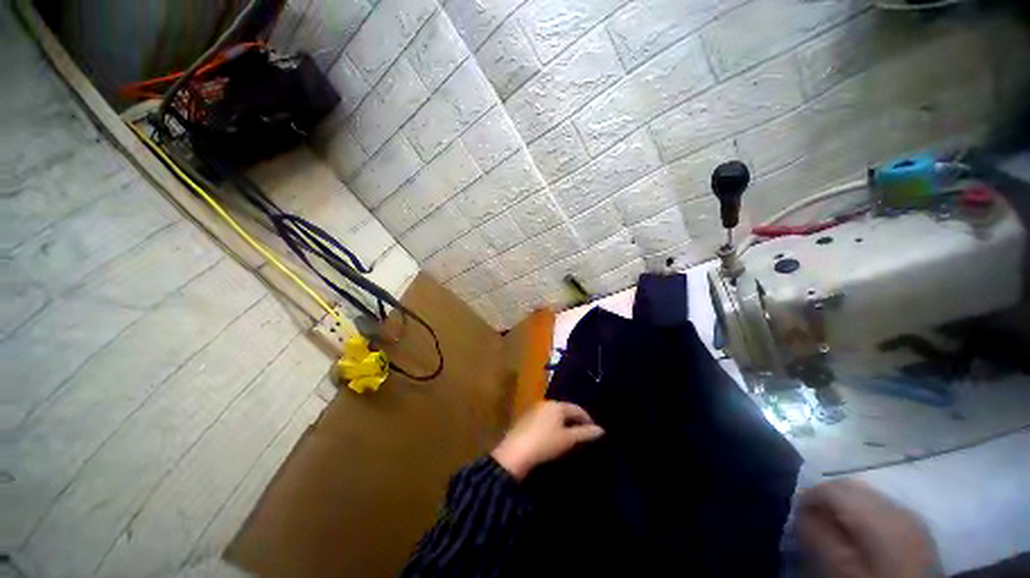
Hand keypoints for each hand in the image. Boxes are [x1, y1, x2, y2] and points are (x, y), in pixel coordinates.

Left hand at [491, 401, 603, 480]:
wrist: (515, 453)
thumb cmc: (545, 444)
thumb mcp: (568, 440)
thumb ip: (585, 433)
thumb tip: (601, 430)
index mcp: (557, 405)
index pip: (577, 409)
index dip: (588, 419)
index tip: (595, 431)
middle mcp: (545, 403)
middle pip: (565, 410)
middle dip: (575, 420)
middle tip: (584, 434)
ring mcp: (534, 410)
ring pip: (554, 414)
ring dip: (564, 423)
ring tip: (570, 437)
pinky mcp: (526, 418)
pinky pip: (545, 419)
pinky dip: (553, 426)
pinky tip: (553, 437)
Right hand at [797, 479, 939, 577]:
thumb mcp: (839, 567)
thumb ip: (818, 535)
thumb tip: (801, 510)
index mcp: (878, 514)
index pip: (833, 487)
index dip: (809, 496)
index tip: (796, 512)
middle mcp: (898, 506)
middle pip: (854, 487)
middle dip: (828, 497)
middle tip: (812, 517)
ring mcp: (913, 517)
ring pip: (870, 496)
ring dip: (847, 505)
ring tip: (834, 526)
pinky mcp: (919, 530)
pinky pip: (885, 510)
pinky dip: (866, 515)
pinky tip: (861, 534)